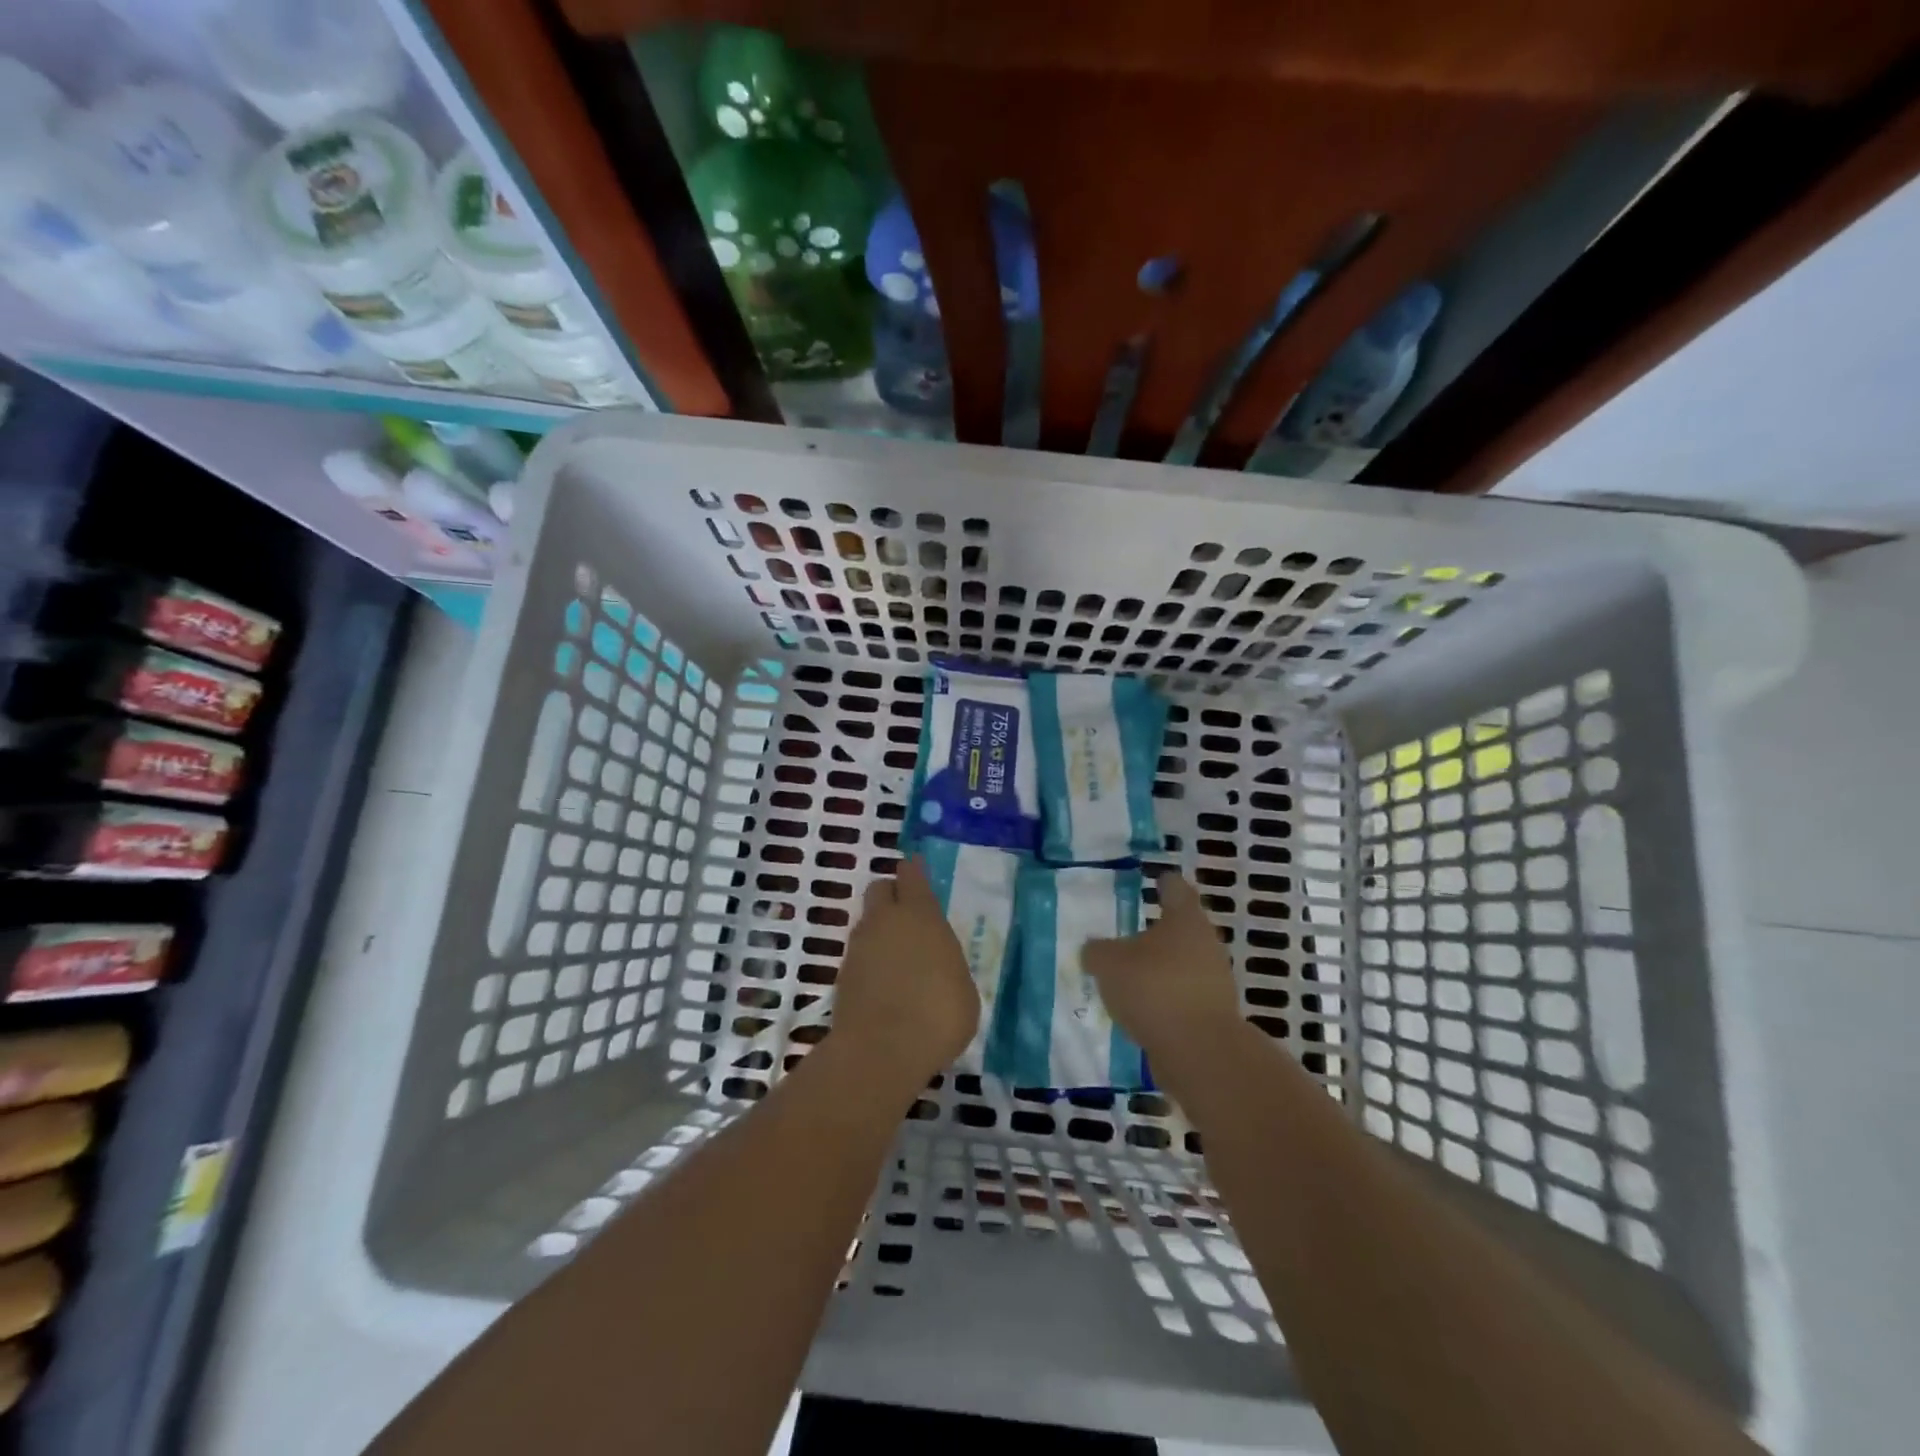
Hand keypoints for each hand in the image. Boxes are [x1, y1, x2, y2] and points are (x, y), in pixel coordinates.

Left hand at [830, 859, 979, 1092]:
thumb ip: (947, 965)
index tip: (918, 871)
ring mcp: (859, 946)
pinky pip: (860, 953)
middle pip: (881, 889)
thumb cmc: (937, 1015)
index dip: (914, 871)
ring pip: (868, 921)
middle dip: (892, 894)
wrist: (881, 1051)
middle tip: (909, 915)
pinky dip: (871, 960)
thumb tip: (938, 966)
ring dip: (881, 930)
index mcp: (920, 914)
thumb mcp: (963, 989)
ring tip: (900, 958)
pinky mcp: (843, 973)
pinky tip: (886, 983)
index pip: (911, 875)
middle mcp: (885, 920)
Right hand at [1084, 872, 1245, 1065]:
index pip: (1176, 890)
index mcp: (1185, 920)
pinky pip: (1182, 996)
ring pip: (1183, 964)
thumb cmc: (1154, 989)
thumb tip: (1093, 949)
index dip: (1164, 883)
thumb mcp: (1108, 964)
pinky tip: (1141, 1007)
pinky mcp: (1212, 1014)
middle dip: (1158, 931)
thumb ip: (1097, 951)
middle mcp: (1206, 944)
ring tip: (1129, 975)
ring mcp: (1213, 981)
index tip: (1157, 879)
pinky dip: (1164, 997)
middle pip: (1182, 929)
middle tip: (1130, 932)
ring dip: (1160, 967)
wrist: (1199, 1051)